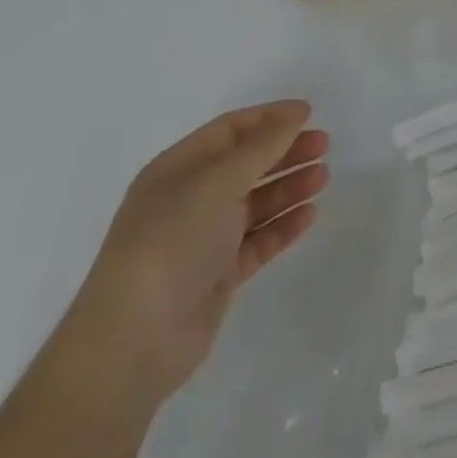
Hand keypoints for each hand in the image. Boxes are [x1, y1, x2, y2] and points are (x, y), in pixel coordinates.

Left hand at [57, 101, 329, 404]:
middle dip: (284, 151)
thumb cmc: (170, 244)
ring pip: (255, 203)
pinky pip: (257, 240)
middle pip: (245, 164)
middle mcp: (188, 201)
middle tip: (324, 145)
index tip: (308, 113)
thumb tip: (294, 115)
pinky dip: (283, 226)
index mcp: (176, 171)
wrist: (133, 343)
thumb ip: (261, 147)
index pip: (229, 130)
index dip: (269, 118)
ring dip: (289, 187)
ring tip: (323, 178)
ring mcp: (202, 240)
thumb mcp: (217, 183)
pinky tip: (309, 214)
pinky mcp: (216, 276)